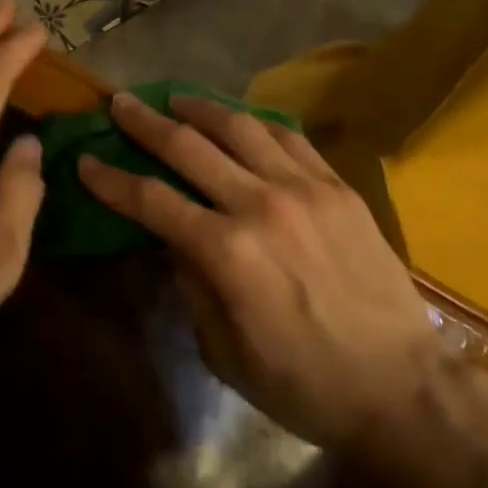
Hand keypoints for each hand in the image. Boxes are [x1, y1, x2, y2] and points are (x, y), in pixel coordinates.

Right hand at [77, 92, 437, 453]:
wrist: (402, 389)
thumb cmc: (304, 384)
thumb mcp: (225, 351)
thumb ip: (192, 285)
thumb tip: (172, 239)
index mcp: (226, 252)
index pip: (151, 200)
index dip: (111, 180)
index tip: (86, 161)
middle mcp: (260, 204)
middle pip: (188, 147)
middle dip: (145, 122)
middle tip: (120, 103)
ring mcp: (304, 188)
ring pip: (240, 127)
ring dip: (200, 108)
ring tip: (176, 98)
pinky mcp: (338, 187)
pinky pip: (289, 137)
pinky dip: (256, 122)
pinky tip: (240, 120)